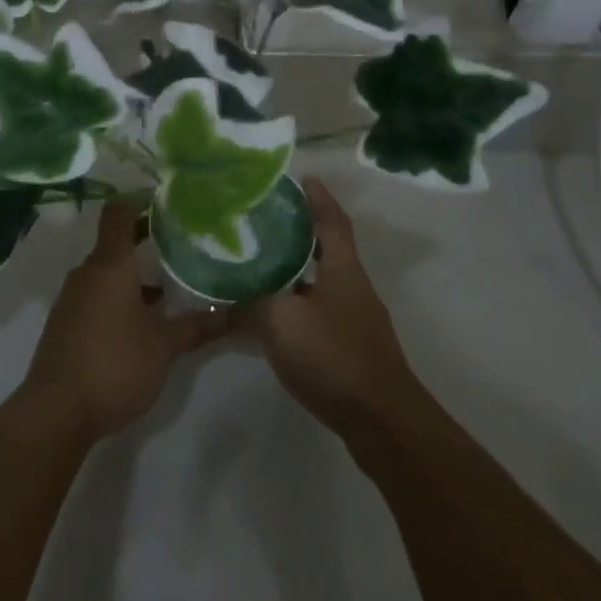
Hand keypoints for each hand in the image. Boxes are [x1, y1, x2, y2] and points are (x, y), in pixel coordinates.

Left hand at [20, 200, 226, 442]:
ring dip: (133, 275)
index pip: (119, 213)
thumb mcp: (164, 346)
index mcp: (110, 265)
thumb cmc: (114, 364)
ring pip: (106, 273)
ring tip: (168, 286)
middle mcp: (87, 274)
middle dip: (145, 241)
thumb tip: (231, 314)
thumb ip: (196, 326)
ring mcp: (72, 299)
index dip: (140, 202)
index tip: (167, 204)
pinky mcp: (65, 324)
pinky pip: (95, 296)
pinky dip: (118, 297)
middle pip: (114, 243)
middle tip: (180, 244)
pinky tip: (142, 321)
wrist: (55, 412)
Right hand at [237, 177, 419, 435]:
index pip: (332, 220)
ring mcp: (356, 319)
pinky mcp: (352, 348)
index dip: (319, 198)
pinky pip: (320, 311)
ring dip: (297, 270)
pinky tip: (274, 316)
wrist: (381, 421)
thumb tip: (219, 302)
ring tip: (261, 264)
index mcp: (343, 269)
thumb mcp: (281, 323)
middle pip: (328, 248)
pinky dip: (298, 304)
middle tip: (266, 221)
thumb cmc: (334, 356)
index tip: (303, 178)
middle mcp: (353, 286)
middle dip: (301, 232)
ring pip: (321, 281)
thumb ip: (248, 307)